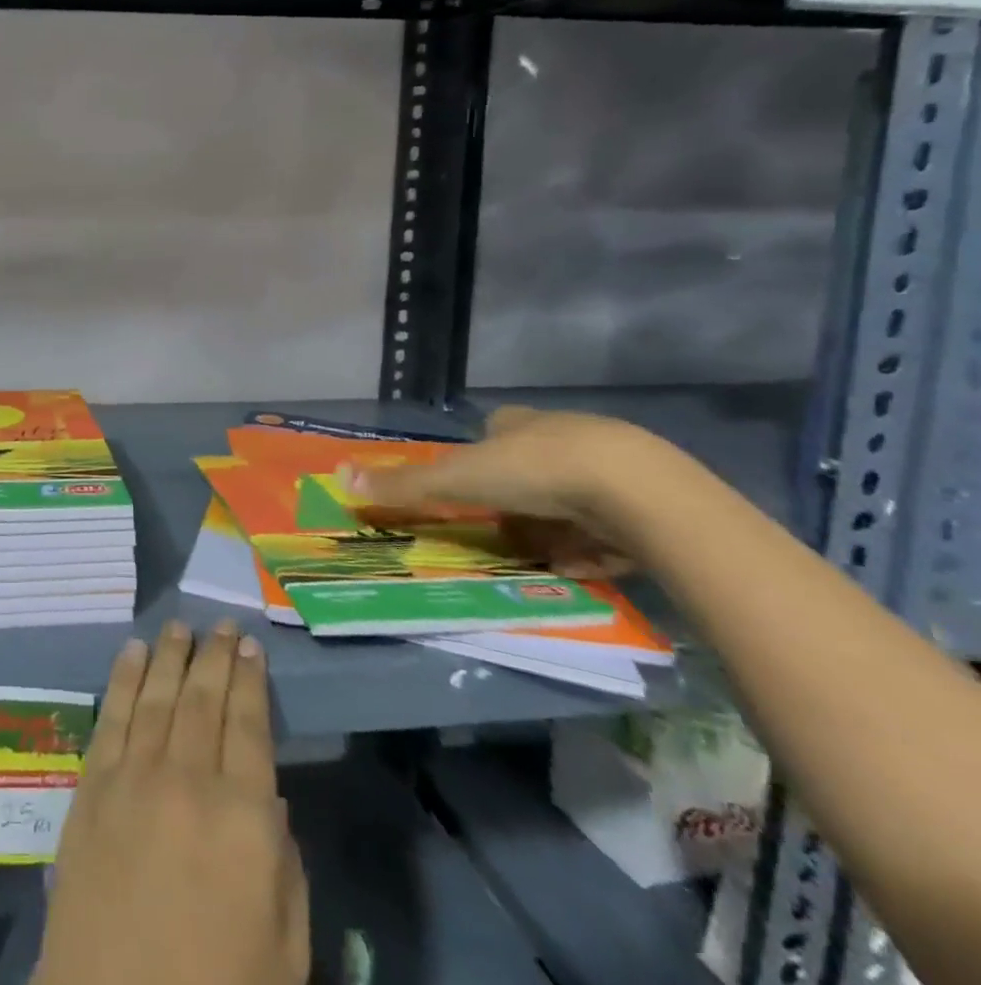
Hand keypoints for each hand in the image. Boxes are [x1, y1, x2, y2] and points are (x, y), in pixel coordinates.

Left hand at [33, 620, 308, 984]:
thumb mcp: (284, 948)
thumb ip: (283, 864)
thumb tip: (268, 797)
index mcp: (243, 818)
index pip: (250, 726)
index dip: (251, 681)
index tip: (251, 647)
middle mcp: (188, 780)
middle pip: (203, 699)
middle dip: (214, 656)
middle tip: (221, 624)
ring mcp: (134, 777)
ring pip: (157, 696)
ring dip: (170, 656)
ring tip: (179, 627)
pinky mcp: (92, 785)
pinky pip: (112, 716)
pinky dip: (124, 678)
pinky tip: (133, 653)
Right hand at [356, 406, 666, 559]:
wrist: (640, 493)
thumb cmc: (535, 472)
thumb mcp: (458, 480)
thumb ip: (404, 485)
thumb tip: (338, 477)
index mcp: (520, 423)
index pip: (496, 431)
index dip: (482, 457)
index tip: (473, 488)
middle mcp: (564, 437)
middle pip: (531, 467)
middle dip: (517, 500)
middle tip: (503, 530)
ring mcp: (611, 469)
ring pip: (572, 500)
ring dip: (555, 529)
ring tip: (544, 557)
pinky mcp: (650, 504)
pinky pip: (613, 529)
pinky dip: (595, 548)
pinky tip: (585, 566)